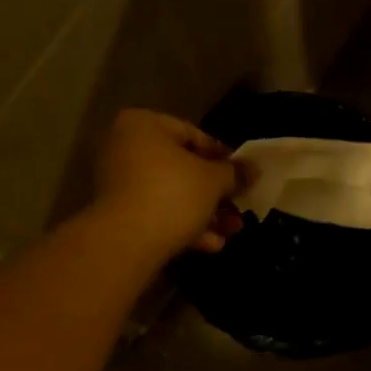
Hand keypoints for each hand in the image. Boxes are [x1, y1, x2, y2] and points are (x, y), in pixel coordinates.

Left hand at [92, 110, 243, 257]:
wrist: (126, 242)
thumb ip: (235, 172)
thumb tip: (253, 168)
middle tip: (238, 206)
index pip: (192, 134)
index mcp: (142, 125)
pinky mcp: (117, 215)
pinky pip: (156, 213)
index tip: (241, 175)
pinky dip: (182, 226)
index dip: (222, 156)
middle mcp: (124, 148)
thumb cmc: (172, 194)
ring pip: (170, 194)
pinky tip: (211, 245)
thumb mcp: (214, 180)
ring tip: (232, 231)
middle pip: (180, 168)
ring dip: (204, 213)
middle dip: (214, 193)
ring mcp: (116, 183)